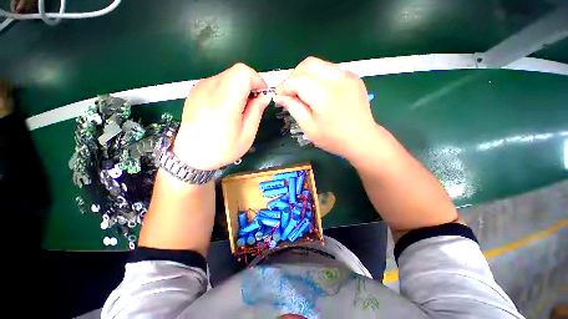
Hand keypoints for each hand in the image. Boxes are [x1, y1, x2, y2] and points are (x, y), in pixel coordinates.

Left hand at [173, 63, 270, 169]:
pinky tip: (227, 107)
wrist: (191, 155)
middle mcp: (209, 90)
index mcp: (224, 103)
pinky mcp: (196, 89)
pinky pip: (218, 81)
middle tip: (253, 103)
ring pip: (228, 75)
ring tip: (239, 108)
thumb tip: (265, 95)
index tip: (261, 95)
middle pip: (236, 72)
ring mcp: (200, 87)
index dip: (257, 80)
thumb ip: (256, 111)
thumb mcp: (247, 135)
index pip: (243, 73)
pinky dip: (229, 89)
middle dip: (250, 84)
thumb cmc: (222, 149)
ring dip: (239, 87)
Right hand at [274, 57, 376, 159]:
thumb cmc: (333, 138)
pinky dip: (318, 77)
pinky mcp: (353, 77)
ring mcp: (348, 75)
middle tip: (290, 92)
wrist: (362, 139)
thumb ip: (294, 108)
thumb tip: (280, 97)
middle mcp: (338, 79)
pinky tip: (318, 92)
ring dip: (306, 75)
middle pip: (308, 64)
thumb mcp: (309, 127)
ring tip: (302, 92)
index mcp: (325, 95)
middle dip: (294, 76)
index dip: (284, 86)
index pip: (297, 80)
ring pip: (319, 64)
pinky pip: (330, 69)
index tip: (278, 96)